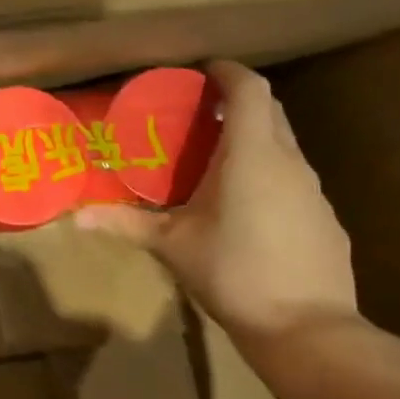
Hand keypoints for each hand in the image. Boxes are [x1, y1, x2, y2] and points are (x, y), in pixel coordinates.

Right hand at [76, 61, 356, 344]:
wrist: (306, 328)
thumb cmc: (233, 272)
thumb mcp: (171, 245)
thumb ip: (124, 224)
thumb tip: (75, 217)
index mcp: (252, 156)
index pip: (250, 90)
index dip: (228, 71)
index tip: (202, 70)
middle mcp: (290, 163)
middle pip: (270, 111)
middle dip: (238, 101)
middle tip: (199, 111)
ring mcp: (314, 192)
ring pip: (284, 146)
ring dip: (253, 138)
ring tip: (215, 158)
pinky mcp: (324, 219)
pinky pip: (293, 179)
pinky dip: (269, 173)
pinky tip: (245, 206)